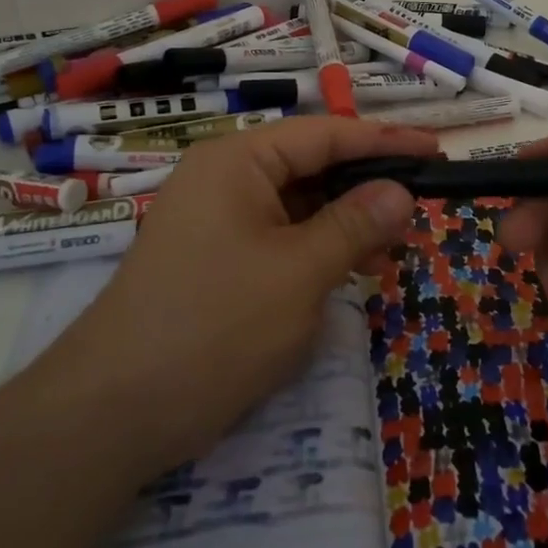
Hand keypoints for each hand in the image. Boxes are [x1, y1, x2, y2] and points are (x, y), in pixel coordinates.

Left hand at [25, 117, 434, 475]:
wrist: (113, 413)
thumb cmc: (215, 326)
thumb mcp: (299, 272)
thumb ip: (355, 225)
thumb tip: (400, 192)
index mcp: (238, 161)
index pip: (325, 134)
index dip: (385, 142)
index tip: (435, 152)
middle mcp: (224, 180)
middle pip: (311, 167)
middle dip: (366, 189)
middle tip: (421, 211)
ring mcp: (216, 222)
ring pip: (298, 207)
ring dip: (346, 225)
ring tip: (395, 250)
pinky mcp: (216, 262)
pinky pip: (279, 240)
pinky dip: (318, 252)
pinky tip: (353, 273)